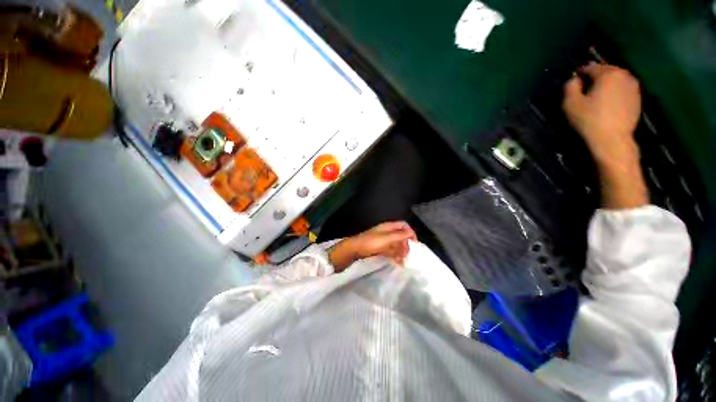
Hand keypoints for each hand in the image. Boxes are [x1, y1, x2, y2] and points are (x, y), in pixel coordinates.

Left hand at [328, 222, 416, 271]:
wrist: (355, 249)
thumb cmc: (371, 242)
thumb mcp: (387, 238)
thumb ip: (400, 235)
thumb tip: (411, 234)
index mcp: (388, 227)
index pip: (403, 226)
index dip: (410, 232)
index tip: (414, 243)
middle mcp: (387, 232)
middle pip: (400, 236)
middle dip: (406, 244)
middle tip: (408, 255)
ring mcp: (383, 240)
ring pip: (396, 244)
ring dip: (401, 251)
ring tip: (403, 261)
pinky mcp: (379, 248)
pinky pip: (390, 250)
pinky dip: (395, 255)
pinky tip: (397, 262)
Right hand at [563, 62, 641, 167]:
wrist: (613, 139)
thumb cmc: (589, 120)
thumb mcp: (571, 103)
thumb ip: (570, 87)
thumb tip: (574, 79)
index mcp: (608, 73)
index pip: (591, 67)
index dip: (580, 72)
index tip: (573, 80)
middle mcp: (624, 75)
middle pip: (606, 71)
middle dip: (595, 77)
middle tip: (585, 88)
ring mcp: (634, 86)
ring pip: (616, 79)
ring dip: (606, 84)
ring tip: (597, 95)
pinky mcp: (638, 98)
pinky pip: (623, 89)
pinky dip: (615, 92)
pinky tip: (608, 103)